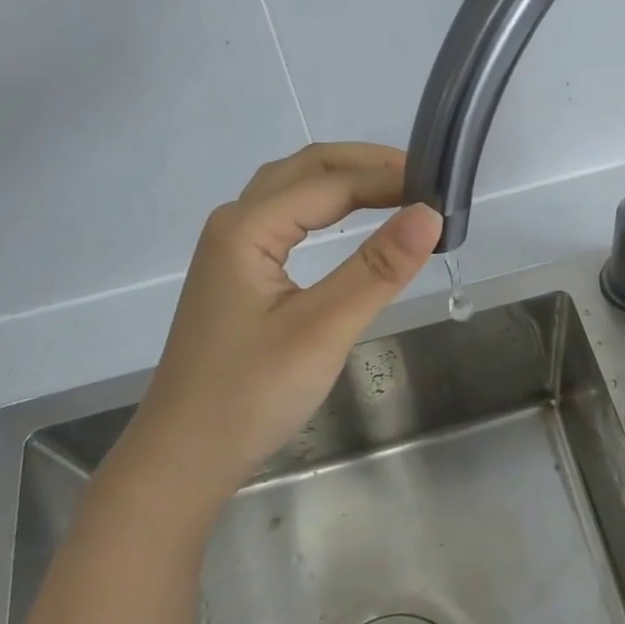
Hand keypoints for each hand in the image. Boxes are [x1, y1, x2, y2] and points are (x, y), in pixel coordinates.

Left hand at [118, 143, 441, 501]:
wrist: (184, 458)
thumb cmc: (250, 394)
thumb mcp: (322, 330)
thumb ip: (377, 269)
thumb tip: (430, 213)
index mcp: (246, 227)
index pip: (329, 182)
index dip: (387, 178)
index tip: (440, 186)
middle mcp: (234, 224)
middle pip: (305, 169)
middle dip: (365, 164)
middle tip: (422, 178)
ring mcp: (231, 249)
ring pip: (292, 190)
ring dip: (344, 180)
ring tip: (396, 191)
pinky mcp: (238, 275)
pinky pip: (286, 218)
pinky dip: (326, 207)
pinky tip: (349, 222)